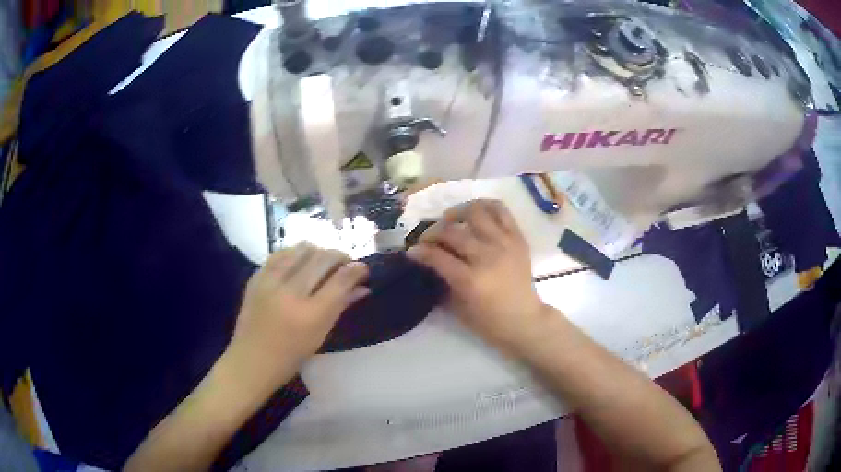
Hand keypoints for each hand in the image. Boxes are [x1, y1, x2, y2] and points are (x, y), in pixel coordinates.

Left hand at [228, 243, 368, 392]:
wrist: (251, 360)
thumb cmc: (290, 356)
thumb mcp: (320, 335)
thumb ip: (340, 306)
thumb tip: (362, 287)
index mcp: (310, 315)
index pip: (340, 280)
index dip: (356, 270)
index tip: (362, 269)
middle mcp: (290, 293)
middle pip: (322, 258)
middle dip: (340, 256)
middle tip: (346, 264)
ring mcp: (270, 282)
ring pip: (302, 249)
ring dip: (318, 252)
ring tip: (323, 262)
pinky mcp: (256, 277)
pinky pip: (281, 254)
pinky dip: (295, 254)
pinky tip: (300, 261)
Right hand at [407, 200, 548, 353]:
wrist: (525, 320)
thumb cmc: (489, 321)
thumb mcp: (458, 308)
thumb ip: (443, 281)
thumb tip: (428, 261)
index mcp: (470, 280)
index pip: (437, 256)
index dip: (420, 251)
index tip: (412, 250)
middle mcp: (487, 257)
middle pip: (452, 232)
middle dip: (432, 232)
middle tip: (427, 239)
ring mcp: (504, 244)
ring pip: (475, 212)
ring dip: (456, 213)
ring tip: (449, 220)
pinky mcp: (517, 237)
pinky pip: (500, 209)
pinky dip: (484, 205)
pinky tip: (473, 213)